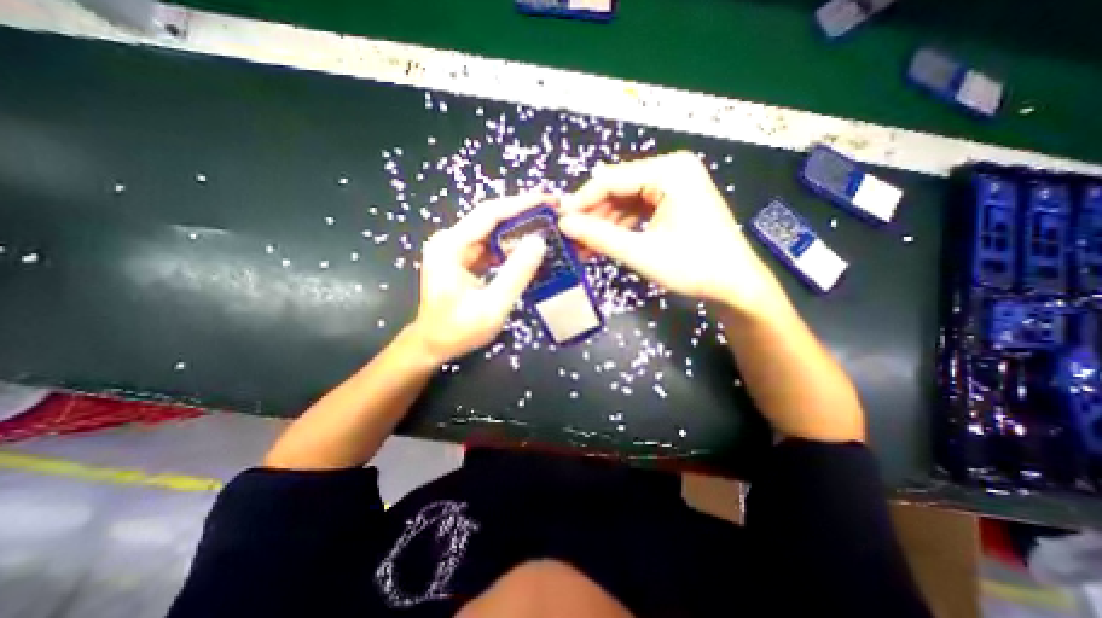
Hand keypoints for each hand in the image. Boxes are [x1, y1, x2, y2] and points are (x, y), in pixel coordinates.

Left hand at [412, 196, 548, 364]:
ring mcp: (455, 249)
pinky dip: (511, 246)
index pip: (490, 213)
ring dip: (520, 229)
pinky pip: (491, 246)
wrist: (433, 345)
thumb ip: (516, 273)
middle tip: (554, 212)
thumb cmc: (458, 330)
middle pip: (491, 218)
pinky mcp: (463, 258)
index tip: (549, 200)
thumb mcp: (492, 306)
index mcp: (450, 246)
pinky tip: (530, 248)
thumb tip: (539, 241)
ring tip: (548, 227)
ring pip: (493, 231)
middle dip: (524, 214)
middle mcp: (450, 240)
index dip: (521, 204)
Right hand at [563, 150, 788, 315]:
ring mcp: (674, 186)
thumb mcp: (641, 252)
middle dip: (592, 217)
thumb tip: (563, 224)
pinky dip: (620, 228)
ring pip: (625, 202)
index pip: (611, 180)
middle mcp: (671, 170)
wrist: (734, 286)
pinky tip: (602, 245)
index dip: (581, 201)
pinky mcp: (674, 202)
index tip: (558, 222)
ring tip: (582, 248)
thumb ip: (599, 236)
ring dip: (604, 225)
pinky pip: (637, 211)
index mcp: (669, 171)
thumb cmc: (693, 267)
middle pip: (617, 190)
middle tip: (569, 239)